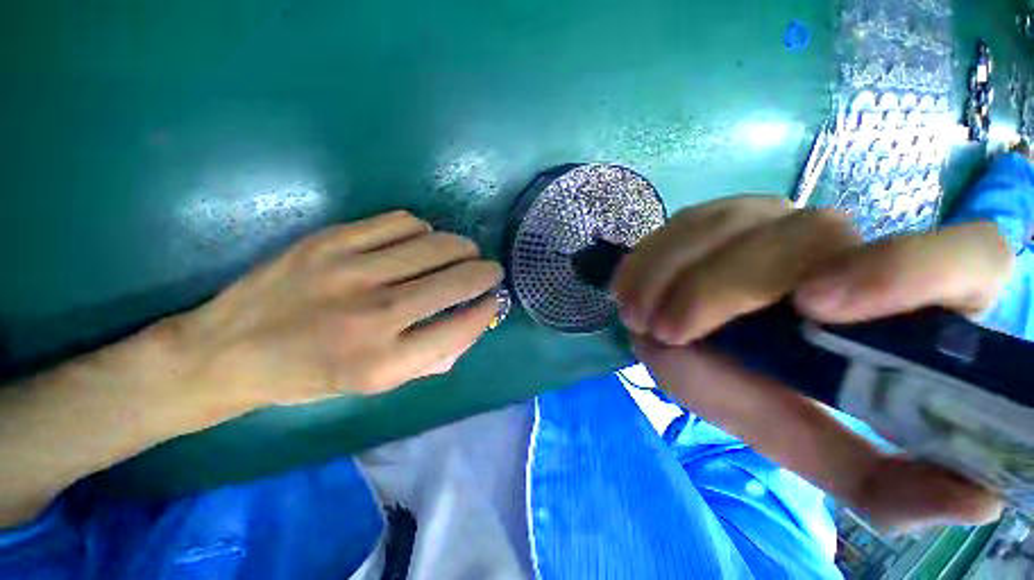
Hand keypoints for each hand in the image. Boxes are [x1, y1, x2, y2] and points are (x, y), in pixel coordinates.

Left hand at [171, 210, 502, 406]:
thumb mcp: (374, 386)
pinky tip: (422, 241)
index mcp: (384, 362)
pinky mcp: (330, 240)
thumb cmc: (310, 376)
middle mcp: (372, 316)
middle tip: (491, 271)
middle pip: (454, 280)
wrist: (228, 351)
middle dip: (486, 272)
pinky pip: (401, 223)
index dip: (486, 309)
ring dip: (461, 247)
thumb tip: (470, 324)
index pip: (460, 327)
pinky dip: (424, 230)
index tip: (494, 300)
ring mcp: (349, 271)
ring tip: (465, 253)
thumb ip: (430, 358)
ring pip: (434, 244)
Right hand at [613, 195, 1011, 531]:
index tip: (815, 308)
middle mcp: (843, 243)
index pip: (965, 258)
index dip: (906, 271)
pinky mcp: (715, 216)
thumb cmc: (755, 392)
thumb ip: (881, 482)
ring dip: (671, 273)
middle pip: (810, 236)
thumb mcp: (809, 444)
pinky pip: (681, 224)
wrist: (692, 341)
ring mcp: (771, 219)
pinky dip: (648, 259)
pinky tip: (628, 290)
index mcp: (899, 302)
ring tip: (639, 316)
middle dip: (725, 288)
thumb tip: (978, 499)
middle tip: (668, 331)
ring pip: (730, 223)